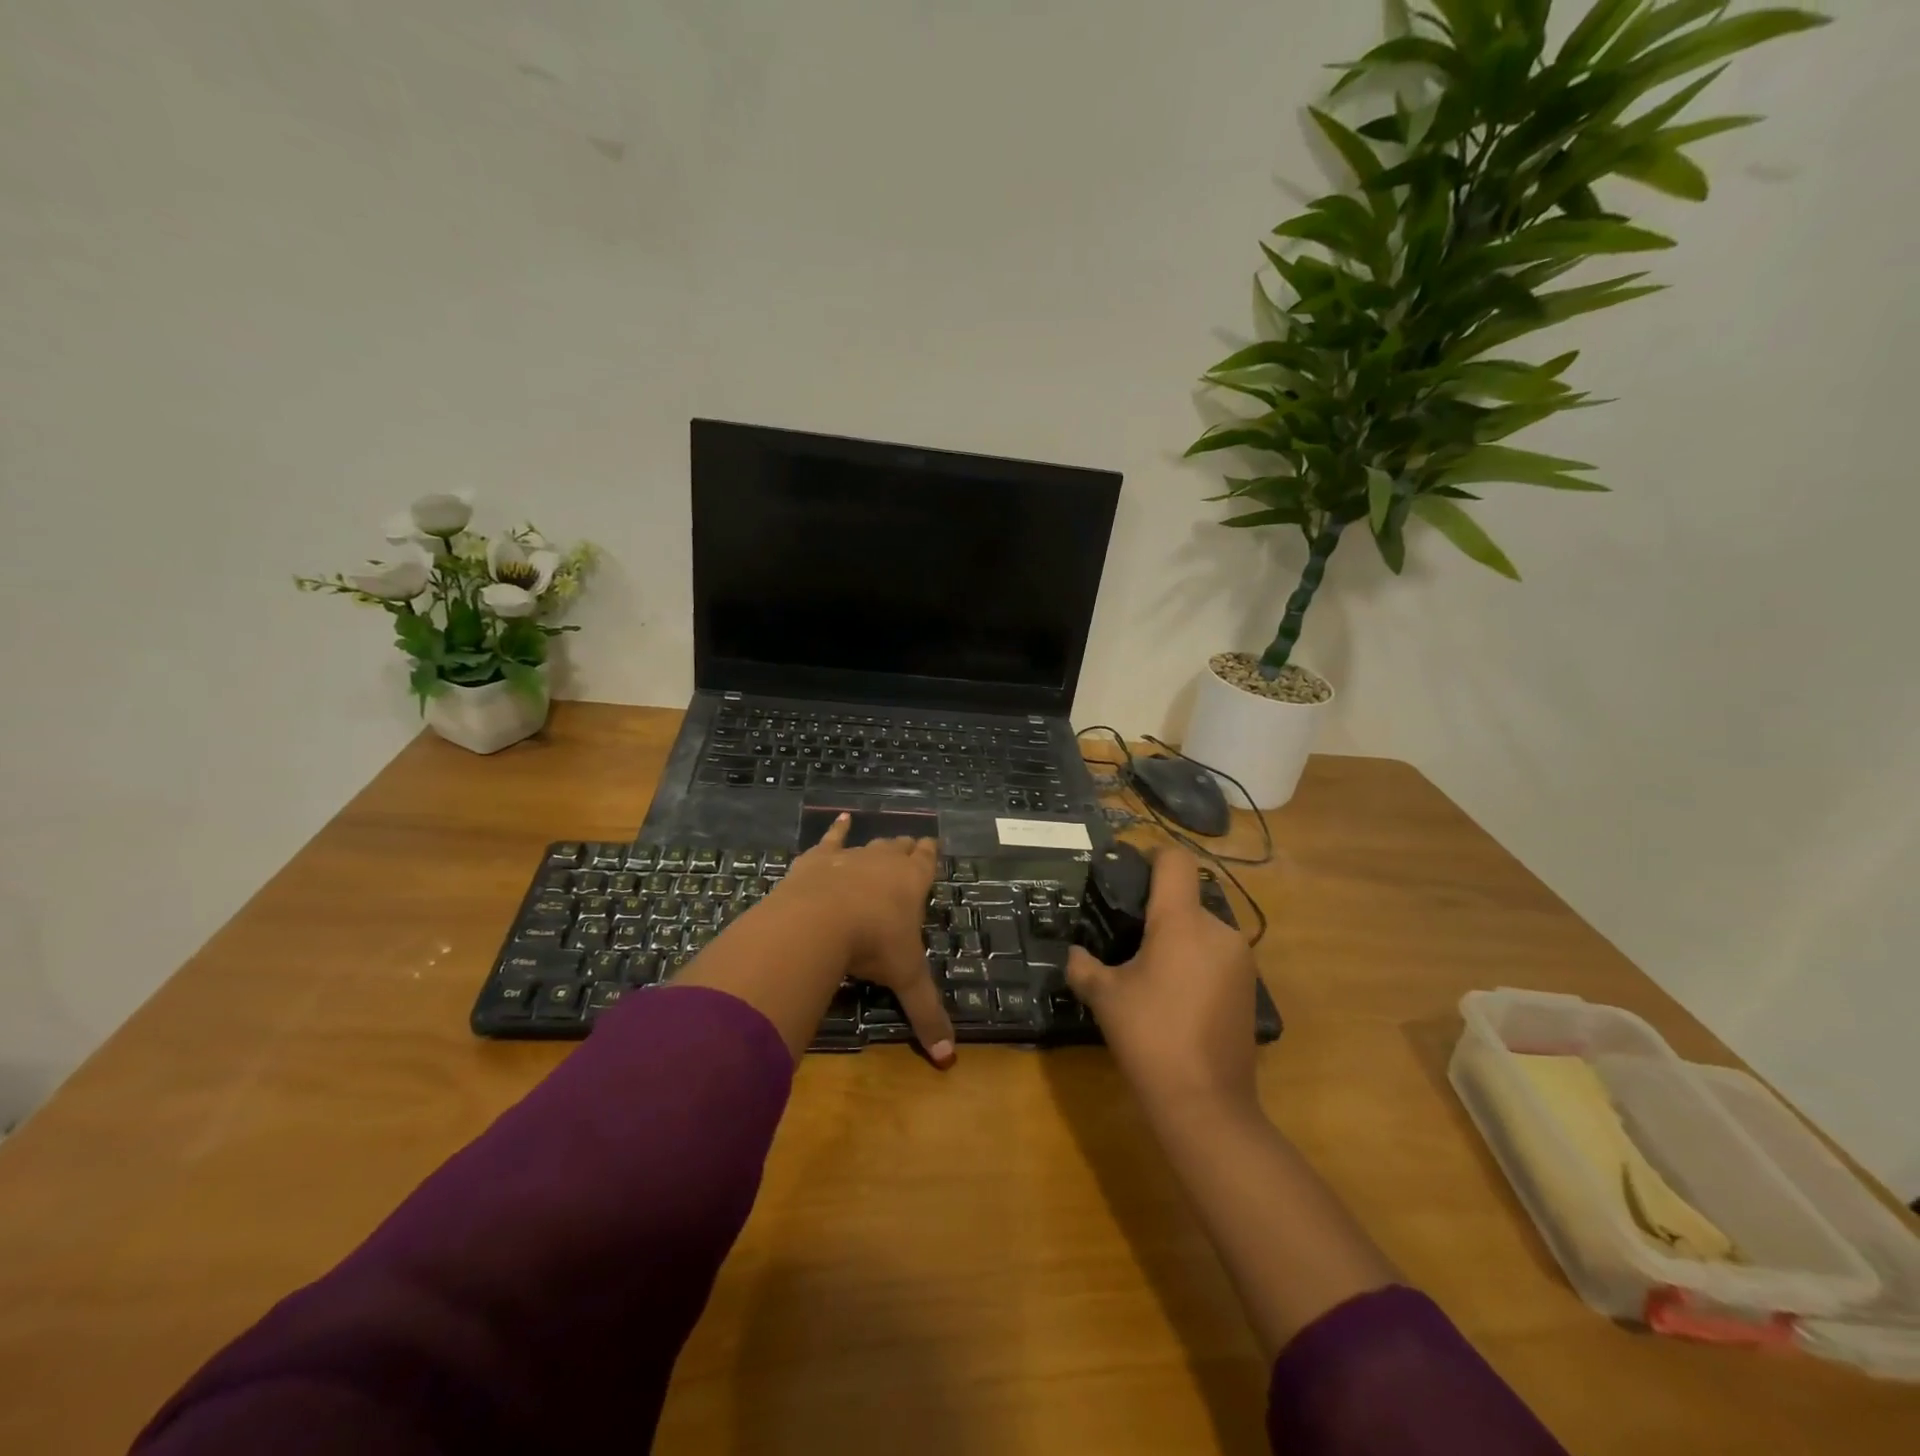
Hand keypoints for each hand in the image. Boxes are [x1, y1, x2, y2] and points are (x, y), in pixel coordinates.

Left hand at [770, 814, 955, 1066]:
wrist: (818, 922)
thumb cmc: (872, 945)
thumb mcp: (905, 979)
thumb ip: (927, 1015)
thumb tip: (949, 1061)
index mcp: (911, 883)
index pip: (926, 862)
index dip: (929, 854)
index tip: (932, 844)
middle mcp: (884, 862)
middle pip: (899, 848)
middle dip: (906, 848)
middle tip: (910, 846)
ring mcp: (850, 857)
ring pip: (869, 844)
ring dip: (876, 844)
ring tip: (883, 839)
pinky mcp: (818, 860)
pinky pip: (830, 840)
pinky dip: (836, 831)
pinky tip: (839, 820)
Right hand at [1066, 846, 1257, 1115]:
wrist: (1206, 1104)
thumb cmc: (1150, 1037)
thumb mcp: (1104, 997)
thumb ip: (1083, 966)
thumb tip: (1073, 954)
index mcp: (1182, 921)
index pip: (1175, 861)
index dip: (1151, 856)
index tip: (1128, 874)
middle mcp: (1219, 930)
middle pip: (1186, 897)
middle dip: (1159, 911)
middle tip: (1126, 937)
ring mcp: (1240, 959)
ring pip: (1202, 929)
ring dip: (1178, 939)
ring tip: (1149, 972)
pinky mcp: (1249, 986)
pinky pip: (1216, 955)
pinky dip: (1195, 962)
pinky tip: (1175, 996)